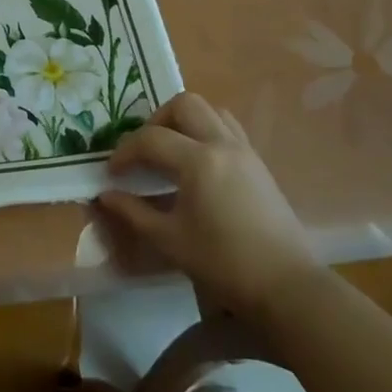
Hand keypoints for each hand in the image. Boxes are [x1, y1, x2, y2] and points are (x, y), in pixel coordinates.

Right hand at [97, 92, 319, 315]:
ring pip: (210, 111)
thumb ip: (133, 212)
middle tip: (143, 151)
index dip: (124, 152)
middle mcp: (222, 144)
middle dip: (155, 121)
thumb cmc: (223, 263)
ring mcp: (245, 151)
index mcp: (199, 161)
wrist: (286, 286)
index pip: (150, 139)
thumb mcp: (169, 240)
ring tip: (169, 151)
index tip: (112, 173)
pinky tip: (197, 164)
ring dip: (183, 121)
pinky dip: (205, 132)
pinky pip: (227, 129)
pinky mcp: (258, 164)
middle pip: (184, 105)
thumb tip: (105, 195)